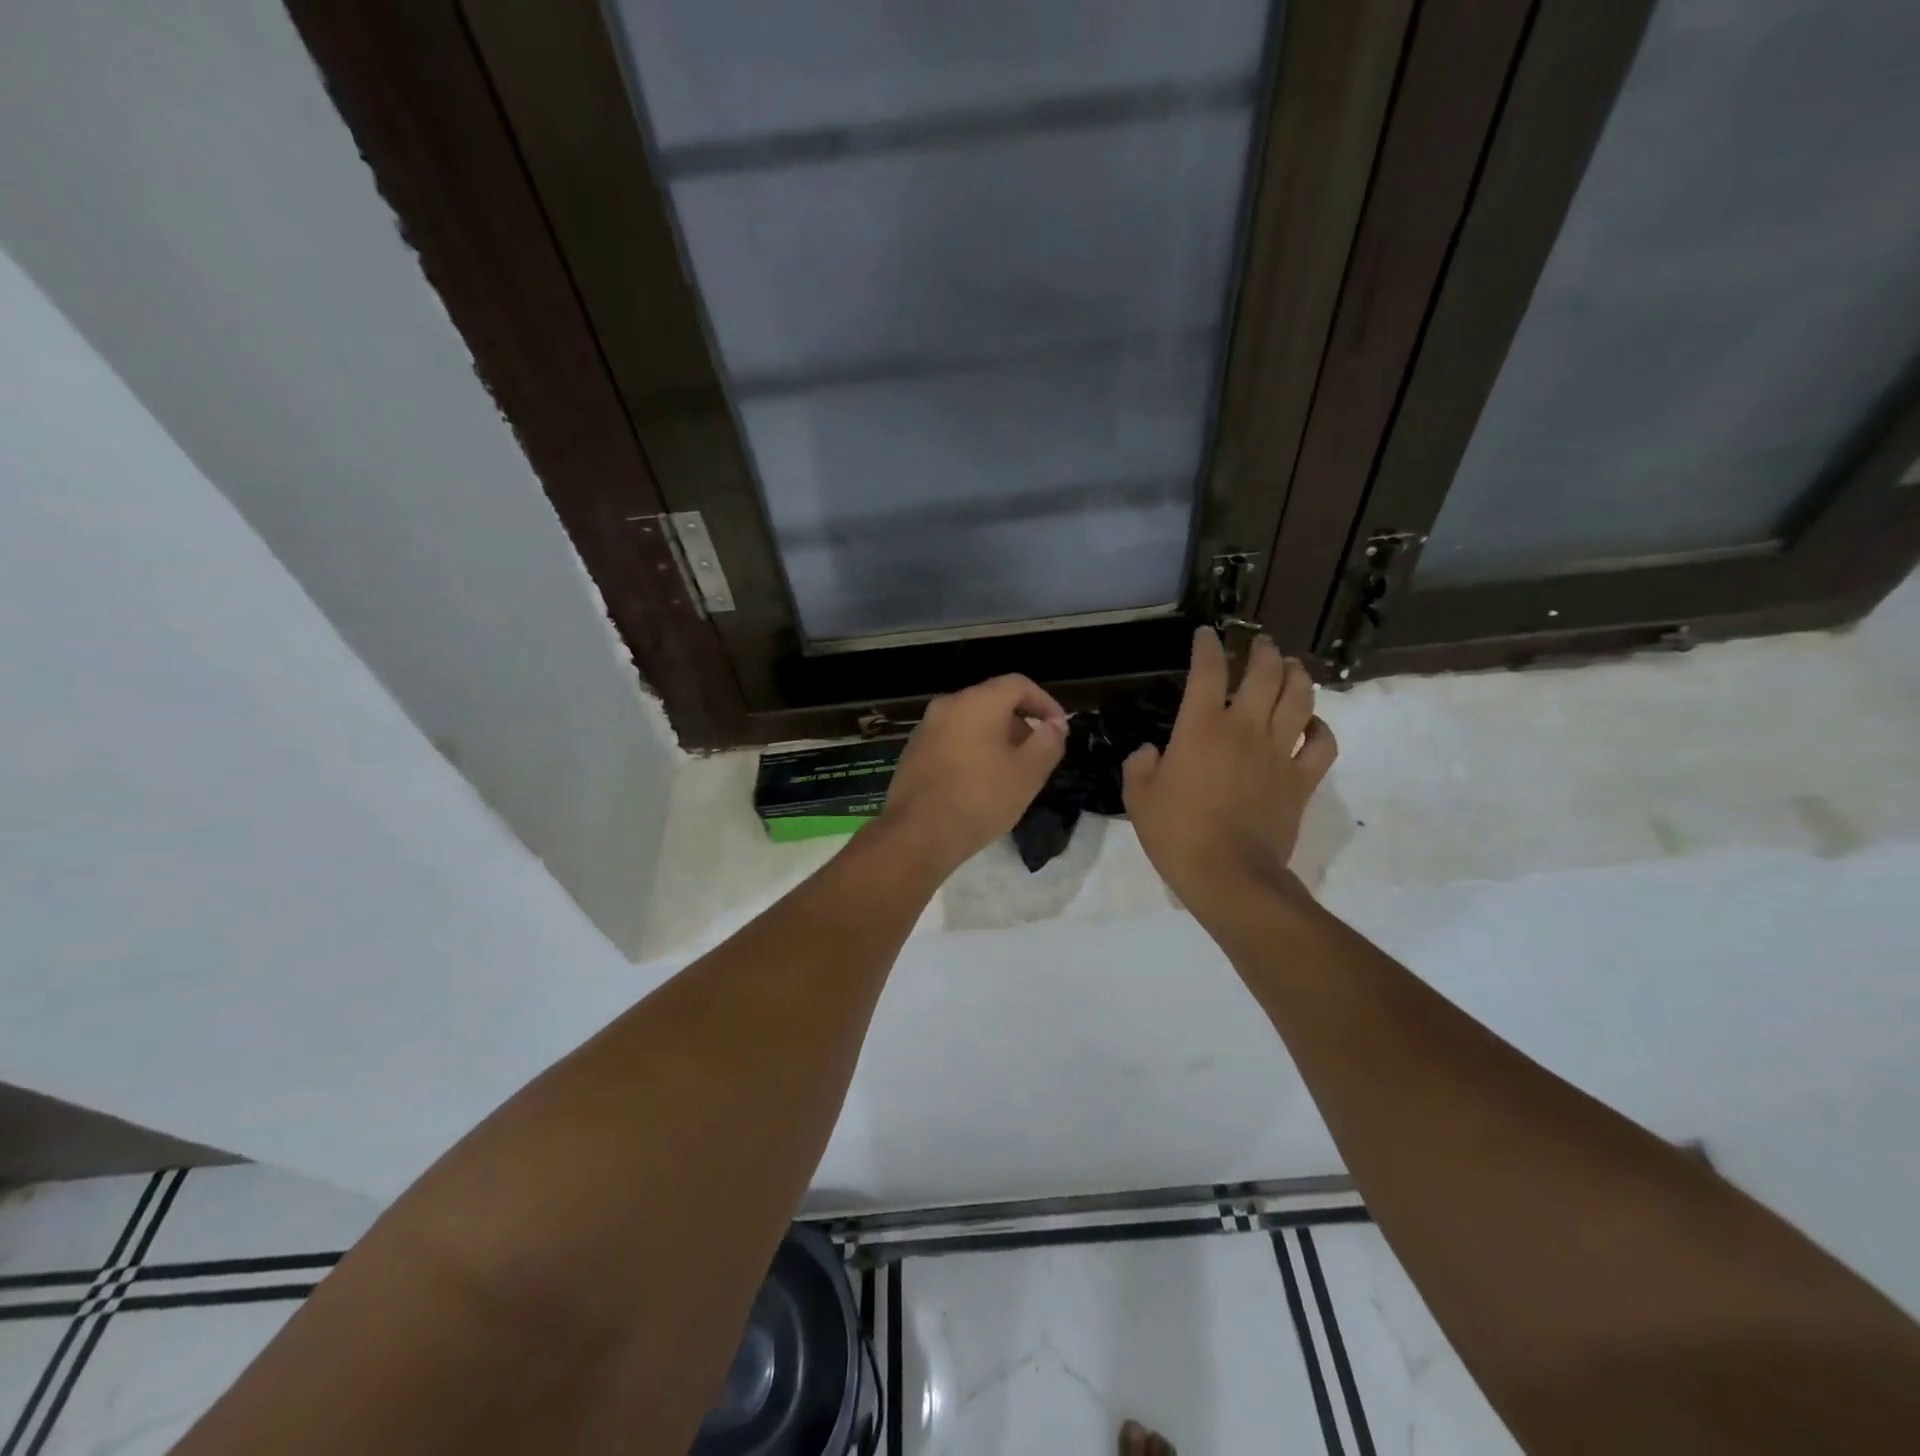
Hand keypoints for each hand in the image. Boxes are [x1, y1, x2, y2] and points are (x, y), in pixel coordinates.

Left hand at [878, 675, 1068, 872]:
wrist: (917, 834)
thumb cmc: (980, 798)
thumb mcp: (1028, 773)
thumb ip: (1048, 742)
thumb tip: (1055, 725)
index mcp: (976, 702)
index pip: (1018, 684)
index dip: (1045, 703)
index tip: (1059, 729)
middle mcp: (947, 706)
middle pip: (992, 702)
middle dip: (1020, 724)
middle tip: (1036, 755)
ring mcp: (925, 729)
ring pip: (969, 723)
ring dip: (995, 739)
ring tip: (1010, 773)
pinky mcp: (912, 754)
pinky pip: (951, 741)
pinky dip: (971, 751)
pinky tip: (979, 784)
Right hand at [1122, 628, 1336, 915]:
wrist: (1228, 874)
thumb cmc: (1176, 833)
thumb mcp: (1138, 796)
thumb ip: (1140, 764)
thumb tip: (1152, 751)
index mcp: (1201, 727)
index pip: (1207, 670)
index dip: (1207, 646)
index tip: (1206, 634)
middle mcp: (1244, 727)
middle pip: (1264, 673)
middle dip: (1261, 650)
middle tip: (1258, 643)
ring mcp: (1279, 752)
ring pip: (1299, 697)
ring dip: (1296, 675)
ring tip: (1291, 666)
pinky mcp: (1302, 779)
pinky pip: (1323, 742)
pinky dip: (1321, 726)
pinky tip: (1312, 723)